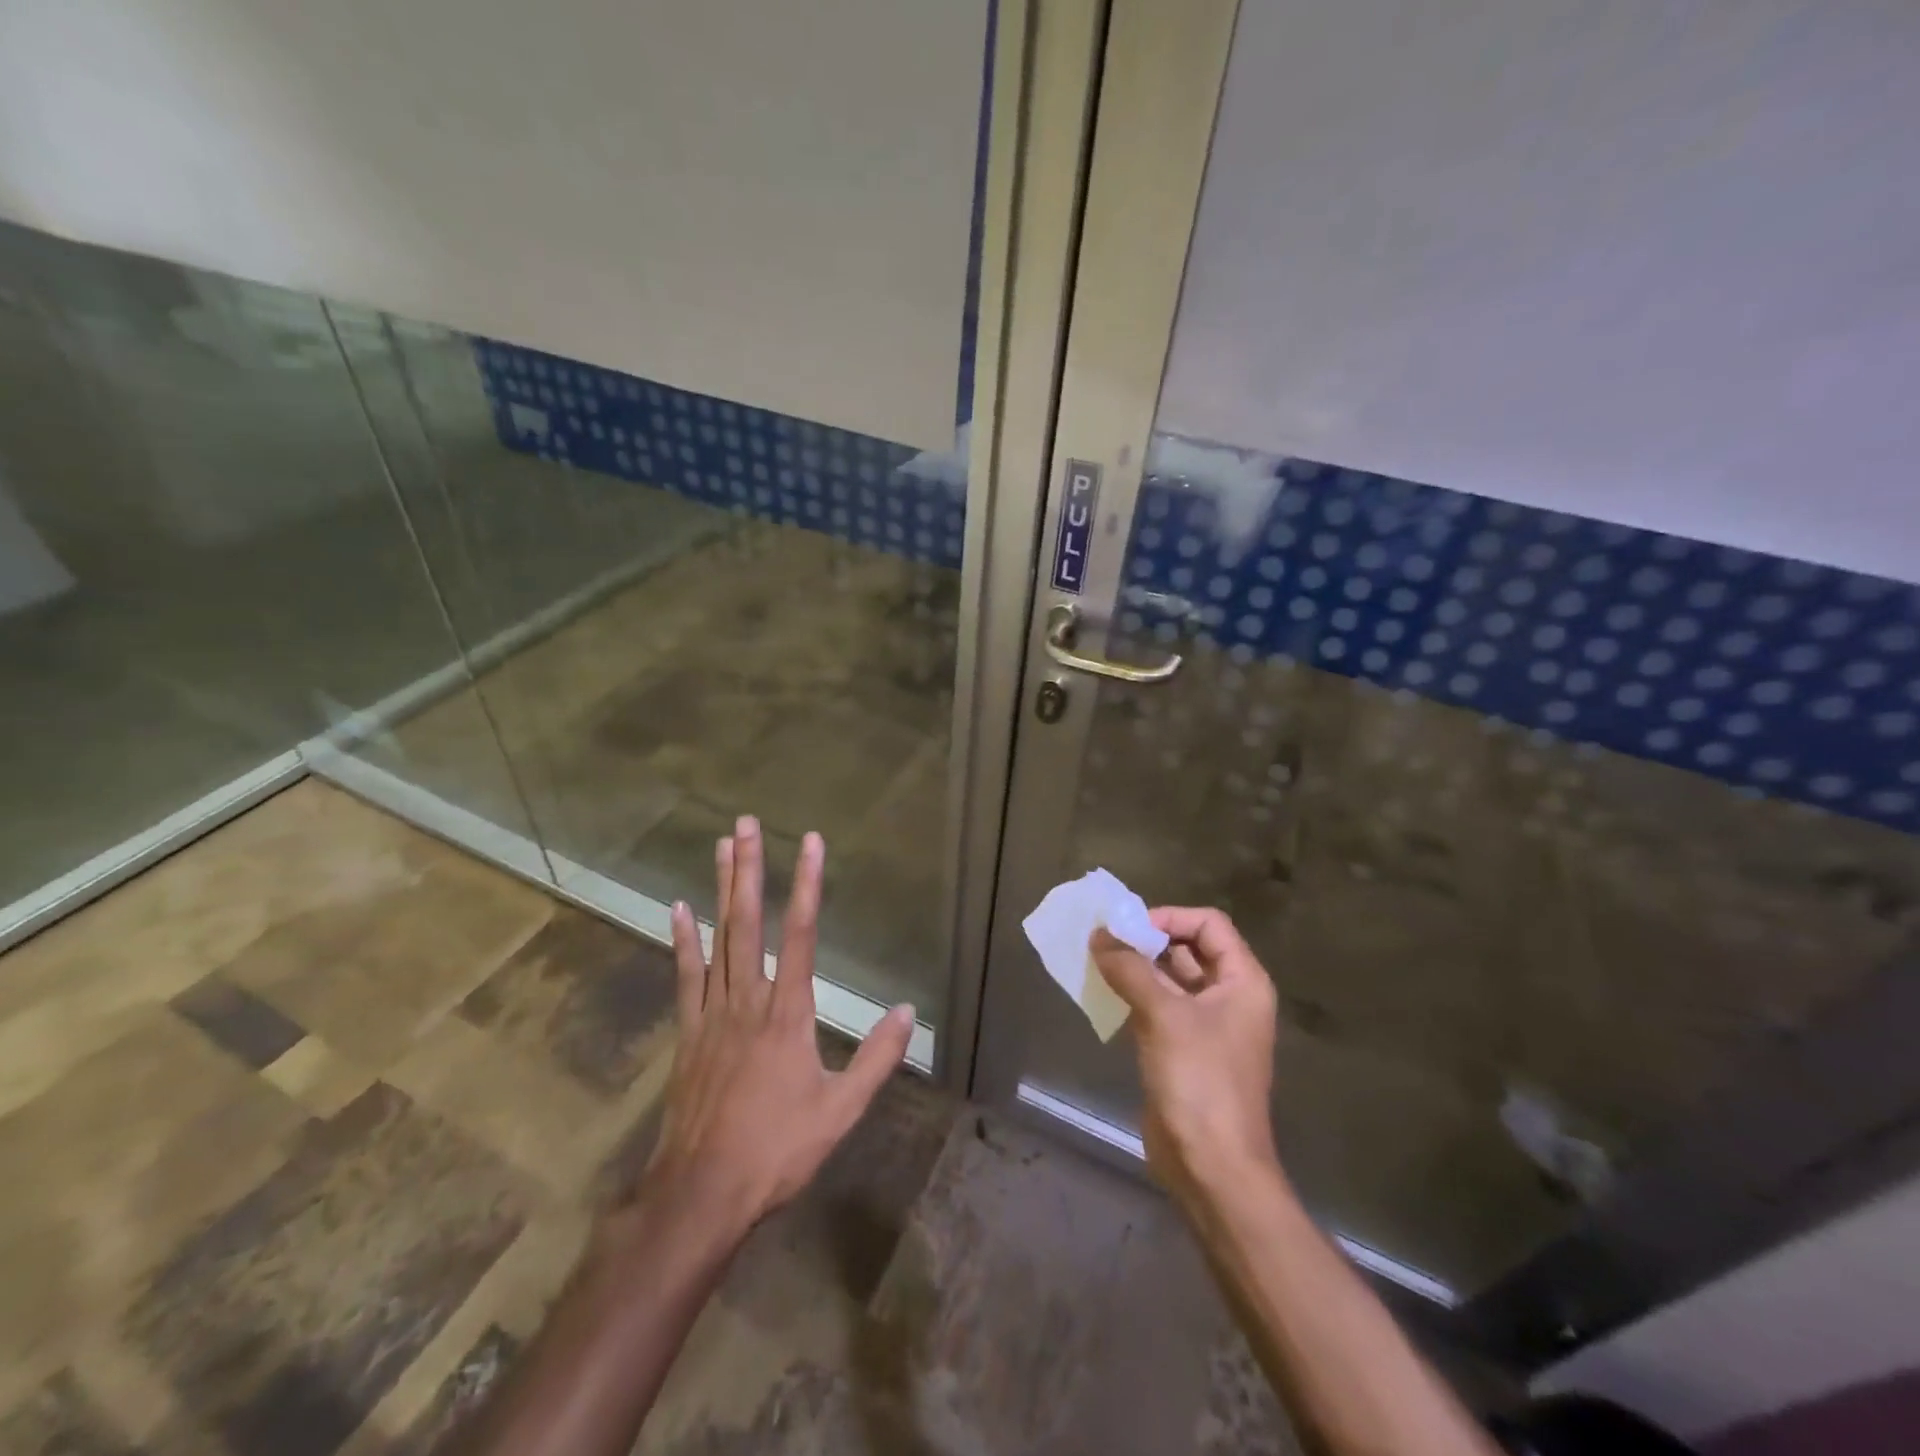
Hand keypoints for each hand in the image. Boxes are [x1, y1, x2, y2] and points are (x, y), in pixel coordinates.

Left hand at [620, 816, 915, 1247]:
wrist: (702, 1191)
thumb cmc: (777, 1149)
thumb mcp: (841, 1109)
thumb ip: (877, 1058)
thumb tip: (908, 1011)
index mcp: (788, 1013)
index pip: (801, 934)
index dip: (807, 885)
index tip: (811, 843)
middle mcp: (749, 999)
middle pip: (749, 921)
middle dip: (749, 868)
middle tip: (747, 823)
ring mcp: (713, 1012)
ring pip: (718, 938)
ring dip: (720, 889)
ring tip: (721, 846)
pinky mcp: (689, 1031)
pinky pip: (687, 976)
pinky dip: (684, 940)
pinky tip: (679, 909)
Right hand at [1091, 907, 1279, 1209]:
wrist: (1211, 1166)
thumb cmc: (1200, 1082)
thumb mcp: (1164, 1016)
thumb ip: (1131, 969)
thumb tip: (1099, 935)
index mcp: (1242, 982)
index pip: (1208, 924)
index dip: (1169, 918)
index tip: (1128, 928)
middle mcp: (1228, 997)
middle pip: (1188, 948)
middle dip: (1146, 939)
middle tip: (1103, 939)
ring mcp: (1205, 1025)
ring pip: (1169, 978)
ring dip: (1136, 966)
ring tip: (1096, 960)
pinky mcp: (1182, 1049)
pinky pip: (1158, 1006)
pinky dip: (1133, 994)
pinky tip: (1103, 993)